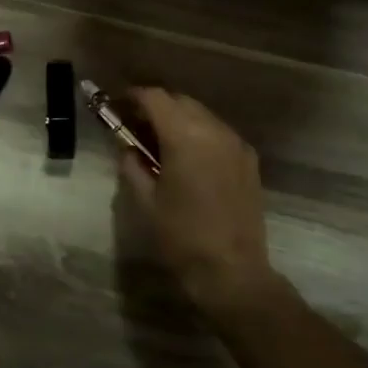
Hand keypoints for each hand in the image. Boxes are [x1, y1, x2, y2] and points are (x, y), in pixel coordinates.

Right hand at [117, 88, 283, 316]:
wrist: (231, 270)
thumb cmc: (181, 236)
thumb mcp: (145, 200)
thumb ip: (132, 164)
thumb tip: (126, 145)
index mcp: (185, 137)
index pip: (155, 98)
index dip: (134, 96)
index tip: (118, 105)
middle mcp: (215, 130)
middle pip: (180, 101)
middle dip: (156, 106)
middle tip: (135, 125)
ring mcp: (236, 143)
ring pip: (201, 114)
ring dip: (178, 118)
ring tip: (159, 142)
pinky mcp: (249, 159)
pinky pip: (218, 132)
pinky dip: (198, 133)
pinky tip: (187, 157)